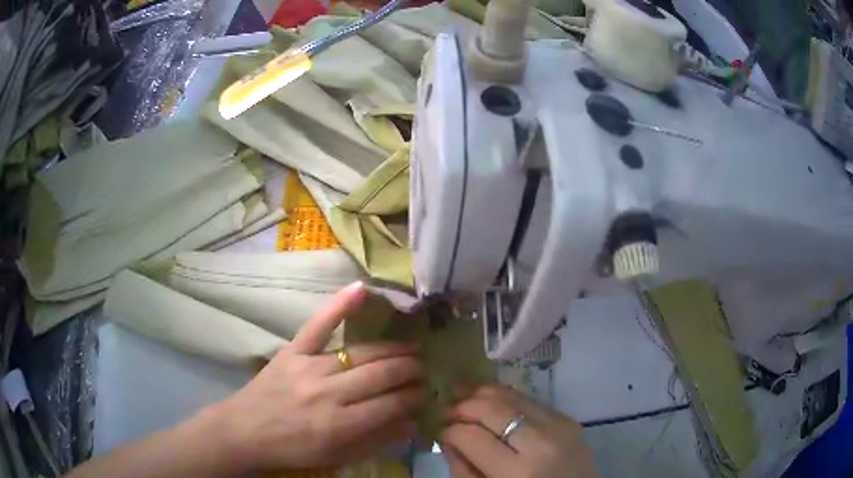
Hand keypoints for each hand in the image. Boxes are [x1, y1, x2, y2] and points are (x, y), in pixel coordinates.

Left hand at [207, 282, 425, 472]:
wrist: (245, 431)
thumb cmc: (293, 450)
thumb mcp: (337, 458)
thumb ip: (375, 440)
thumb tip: (411, 422)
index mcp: (340, 425)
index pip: (392, 405)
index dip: (415, 398)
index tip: (426, 393)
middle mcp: (328, 393)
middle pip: (382, 374)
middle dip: (410, 371)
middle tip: (423, 370)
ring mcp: (309, 367)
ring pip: (361, 352)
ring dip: (393, 350)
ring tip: (412, 349)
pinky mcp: (292, 351)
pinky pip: (318, 325)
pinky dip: (339, 305)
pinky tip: (361, 288)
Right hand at [442, 385, 594, 477]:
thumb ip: (463, 471)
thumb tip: (449, 440)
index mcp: (517, 472)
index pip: (471, 437)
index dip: (450, 431)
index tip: (442, 433)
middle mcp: (540, 443)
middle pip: (492, 408)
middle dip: (463, 406)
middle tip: (448, 411)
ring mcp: (559, 426)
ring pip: (512, 396)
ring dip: (483, 393)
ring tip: (464, 396)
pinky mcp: (568, 419)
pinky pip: (530, 400)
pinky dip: (507, 398)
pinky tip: (493, 402)